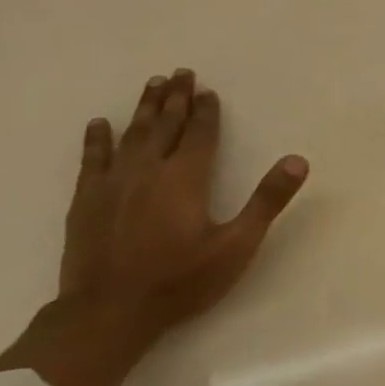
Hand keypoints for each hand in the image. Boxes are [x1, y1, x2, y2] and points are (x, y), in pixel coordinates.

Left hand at [59, 69, 307, 341]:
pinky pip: (92, 159)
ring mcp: (113, 184)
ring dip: (143, 108)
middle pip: (165, 125)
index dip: (207, 112)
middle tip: (180, 72)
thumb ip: (267, 200)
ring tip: (151, 84)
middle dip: (175, 98)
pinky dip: (97, 139)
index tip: (208, 90)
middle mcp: (149, 171)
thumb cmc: (180, 280)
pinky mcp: (86, 201)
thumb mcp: (237, 244)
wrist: (108, 313)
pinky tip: (98, 124)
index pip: (200, 134)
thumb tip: (298, 160)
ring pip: (131, 135)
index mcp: (186, 178)